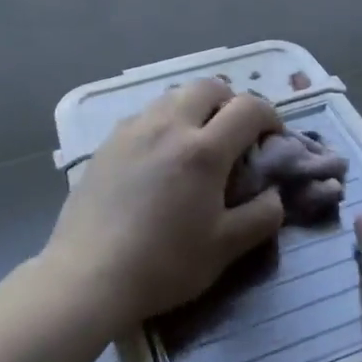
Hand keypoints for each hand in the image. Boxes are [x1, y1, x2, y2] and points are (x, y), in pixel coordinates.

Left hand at [43, 79, 286, 334]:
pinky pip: (146, 114)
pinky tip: (159, 156)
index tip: (272, 137)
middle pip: (209, 86)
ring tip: (196, 142)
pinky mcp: (108, 141)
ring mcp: (134, 129)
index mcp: (204, 150)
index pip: (248, 108)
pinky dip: (164, 122)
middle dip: (230, 101)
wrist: (88, 276)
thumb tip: (274, 194)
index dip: (269, 116)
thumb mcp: (224, 249)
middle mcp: (169, 125)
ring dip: (195, 107)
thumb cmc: (163, 264)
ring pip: (174, 95)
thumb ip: (261, 217)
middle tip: (234, 133)